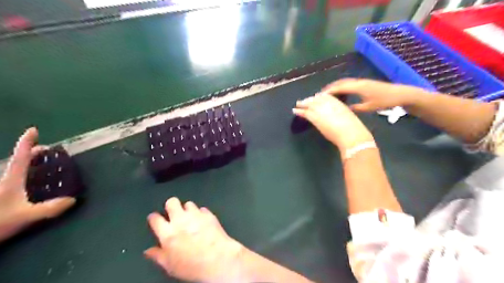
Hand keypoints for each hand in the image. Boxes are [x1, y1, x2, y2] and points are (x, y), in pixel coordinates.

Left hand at [0, 127, 74, 241]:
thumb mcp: (26, 217)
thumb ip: (50, 209)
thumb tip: (72, 200)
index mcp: (10, 181)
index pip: (20, 157)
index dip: (27, 142)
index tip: (33, 130)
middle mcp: (3, 181)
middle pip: (16, 161)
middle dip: (31, 153)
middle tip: (47, 151)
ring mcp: (0, 188)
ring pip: (12, 171)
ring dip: (26, 164)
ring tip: (39, 164)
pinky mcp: (1, 195)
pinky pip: (12, 180)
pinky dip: (23, 176)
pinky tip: (28, 183)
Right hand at [143, 197, 246, 282]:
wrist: (218, 259)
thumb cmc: (192, 266)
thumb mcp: (170, 266)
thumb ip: (158, 256)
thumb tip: (149, 251)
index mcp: (168, 233)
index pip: (155, 218)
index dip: (154, 217)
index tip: (155, 219)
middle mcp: (181, 220)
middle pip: (172, 202)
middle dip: (171, 206)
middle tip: (173, 213)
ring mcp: (196, 215)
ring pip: (188, 203)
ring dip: (187, 210)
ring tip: (190, 218)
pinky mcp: (209, 214)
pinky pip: (202, 209)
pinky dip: (201, 214)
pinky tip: (202, 221)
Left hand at [294, 93, 371, 150]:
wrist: (351, 134)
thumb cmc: (353, 128)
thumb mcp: (347, 116)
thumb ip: (339, 114)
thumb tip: (334, 116)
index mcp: (338, 103)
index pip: (325, 96)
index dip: (319, 97)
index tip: (315, 97)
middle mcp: (329, 104)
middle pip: (316, 99)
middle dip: (310, 100)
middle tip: (304, 101)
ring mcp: (321, 110)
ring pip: (309, 104)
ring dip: (303, 104)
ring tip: (298, 104)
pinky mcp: (316, 118)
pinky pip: (305, 113)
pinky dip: (299, 112)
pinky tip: (295, 111)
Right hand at [323, 79, 428, 112]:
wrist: (401, 94)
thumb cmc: (385, 101)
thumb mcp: (369, 107)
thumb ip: (355, 108)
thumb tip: (344, 109)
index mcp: (358, 87)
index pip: (340, 87)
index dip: (330, 91)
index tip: (320, 96)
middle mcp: (359, 82)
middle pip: (341, 82)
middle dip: (330, 87)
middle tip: (321, 94)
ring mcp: (362, 81)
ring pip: (345, 82)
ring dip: (336, 86)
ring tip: (328, 93)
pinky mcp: (365, 83)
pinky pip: (350, 83)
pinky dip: (343, 86)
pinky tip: (342, 92)